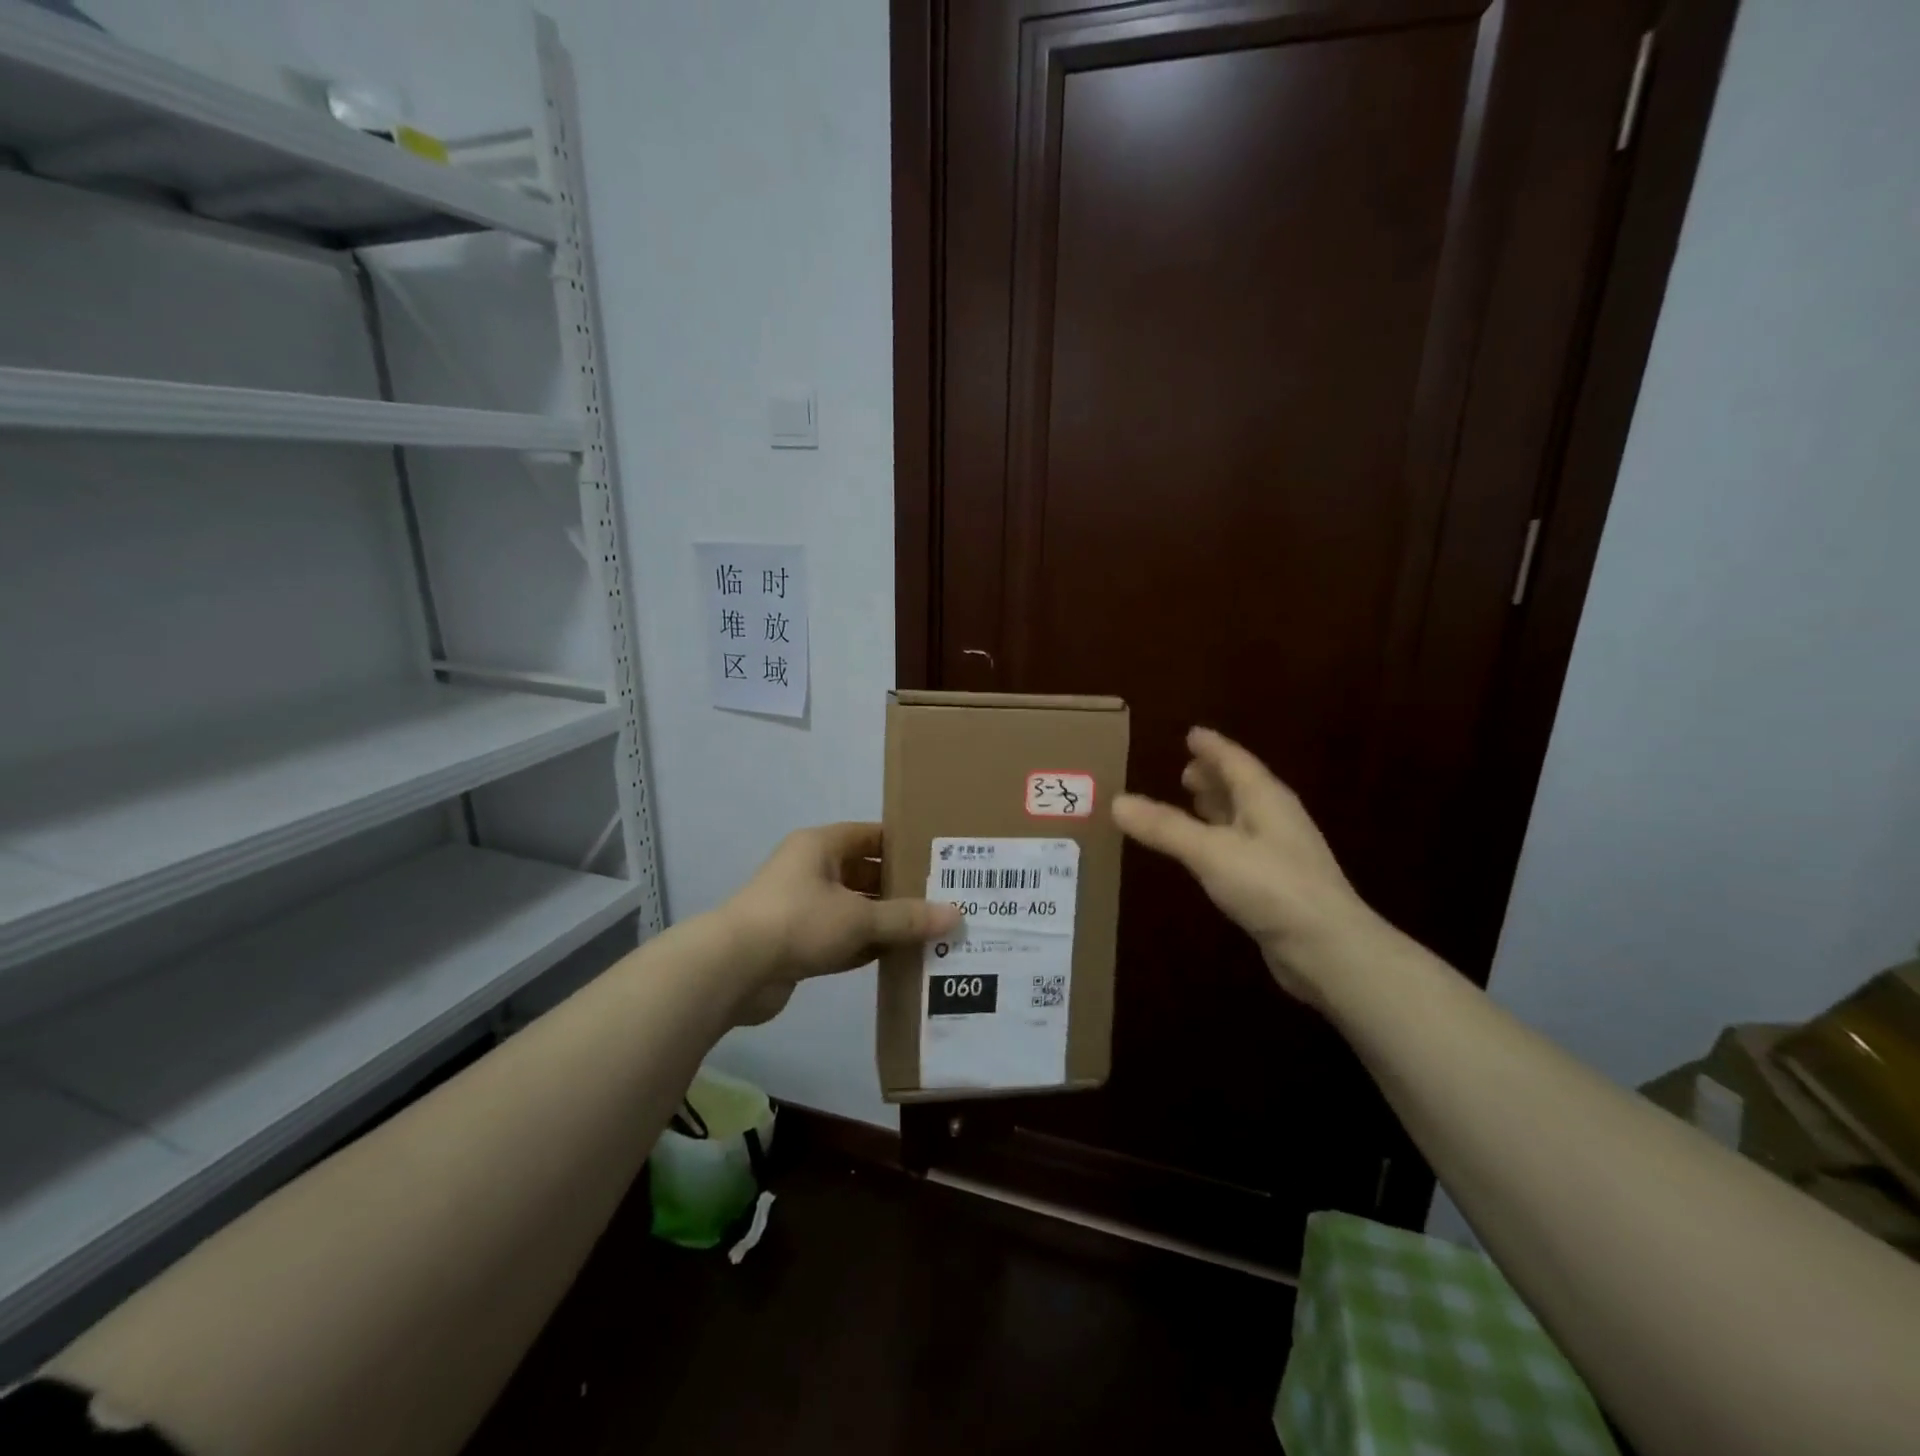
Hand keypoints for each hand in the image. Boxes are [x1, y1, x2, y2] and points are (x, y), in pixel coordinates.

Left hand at [721, 823, 960, 1014]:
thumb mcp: (859, 918)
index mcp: (820, 846)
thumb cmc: (798, 922)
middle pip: (864, 873)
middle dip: (900, 889)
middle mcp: (810, 870)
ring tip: (929, 931)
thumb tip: (955, 915)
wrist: (732, 970)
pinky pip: (841, 938)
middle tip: (942, 901)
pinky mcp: (796, 943)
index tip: (938, 860)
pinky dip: (865, 946)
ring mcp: (801, 908)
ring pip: (854, 909)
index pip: (870, 835)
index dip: (903, 845)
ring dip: (884, 921)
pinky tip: (898, 958)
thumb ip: (907, 918)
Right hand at [1112, 728, 1379, 1002]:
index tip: (1191, 733)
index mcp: (1265, 799)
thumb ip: (1165, 827)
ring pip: (1243, 818)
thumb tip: (1117, 801)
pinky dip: (1220, 839)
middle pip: (1242, 787)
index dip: (1212, 747)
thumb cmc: (1271, 887)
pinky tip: (1207, 852)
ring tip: (1192, 801)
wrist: (1328, 948)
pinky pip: (1242, 847)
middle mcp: (1276, 819)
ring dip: (1218, 807)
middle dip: (1214, 777)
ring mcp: (1280, 853)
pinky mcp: (1278, 885)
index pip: (1236, 761)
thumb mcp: (1210, 851)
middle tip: (1184, 770)